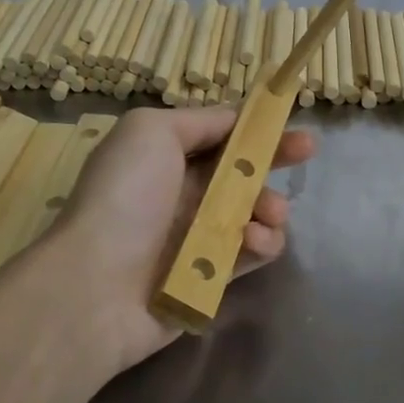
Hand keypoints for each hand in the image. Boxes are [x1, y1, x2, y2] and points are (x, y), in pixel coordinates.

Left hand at [51, 107, 315, 376]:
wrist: (96, 285)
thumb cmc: (125, 196)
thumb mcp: (151, 131)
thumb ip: (199, 120)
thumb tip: (235, 121)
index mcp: (165, 156)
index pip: (219, 134)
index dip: (253, 125)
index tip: (288, 117)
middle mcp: (182, 192)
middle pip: (242, 170)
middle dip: (276, 157)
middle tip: (308, 150)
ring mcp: (196, 235)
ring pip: (253, 212)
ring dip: (270, 206)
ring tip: (269, 213)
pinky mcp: (211, 276)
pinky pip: (250, 253)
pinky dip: (261, 244)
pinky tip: (253, 242)